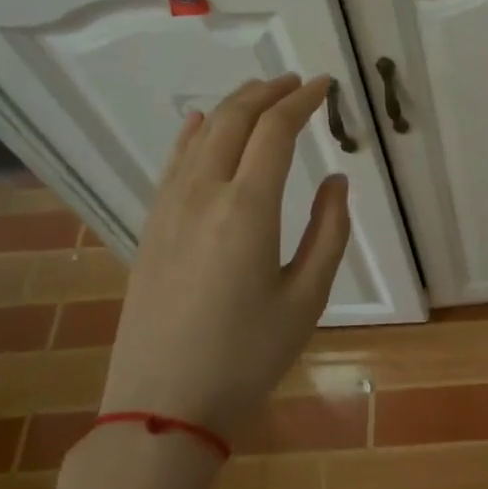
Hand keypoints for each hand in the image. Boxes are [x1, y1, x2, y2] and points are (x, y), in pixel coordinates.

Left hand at [102, 74, 349, 439]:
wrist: (163, 406)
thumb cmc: (248, 357)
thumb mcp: (307, 299)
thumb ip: (329, 231)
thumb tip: (336, 180)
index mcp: (248, 209)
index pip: (276, 131)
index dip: (303, 101)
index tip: (325, 85)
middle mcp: (204, 195)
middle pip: (235, 121)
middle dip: (268, 93)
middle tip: (297, 82)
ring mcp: (169, 209)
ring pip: (201, 136)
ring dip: (234, 107)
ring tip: (260, 94)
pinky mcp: (151, 228)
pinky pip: (173, 163)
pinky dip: (191, 134)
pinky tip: (198, 123)